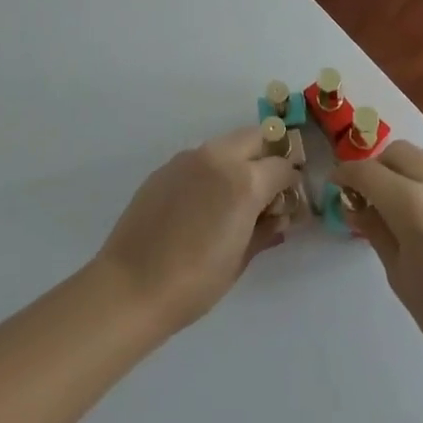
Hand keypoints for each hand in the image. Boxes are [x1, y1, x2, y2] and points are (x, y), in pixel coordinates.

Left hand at [95, 126, 297, 335]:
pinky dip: (212, 170)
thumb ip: (265, 229)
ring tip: (233, 197)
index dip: (291, 182)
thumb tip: (279, 217)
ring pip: (226, 144)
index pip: (281, 166)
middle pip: (255, 137)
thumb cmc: (195, 282)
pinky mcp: (165, 167)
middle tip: (267, 188)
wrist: (131, 285)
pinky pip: (200, 158)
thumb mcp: (240, 259)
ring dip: (239, 160)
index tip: (289, 199)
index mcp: (244, 181)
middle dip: (267, 156)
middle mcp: (218, 158)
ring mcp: (188, 159)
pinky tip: (203, 203)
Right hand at [334, 141, 422, 386]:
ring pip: (418, 157)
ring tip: (391, 205)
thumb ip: (376, 231)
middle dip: (373, 168)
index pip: (366, 172)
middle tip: (363, 198)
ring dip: (398, 169)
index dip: (344, 175)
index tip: (333, 187)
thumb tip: (354, 205)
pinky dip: (419, 178)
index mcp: (413, 205)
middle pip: (394, 152)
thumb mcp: (402, 277)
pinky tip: (419, 212)